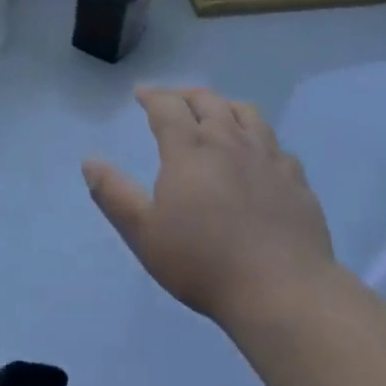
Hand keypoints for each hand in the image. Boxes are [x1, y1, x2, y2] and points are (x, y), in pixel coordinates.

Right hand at [83, 87, 334, 326]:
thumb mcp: (144, 234)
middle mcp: (228, 141)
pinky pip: (275, 143)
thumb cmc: (204, 263)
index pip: (167, 107)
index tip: (141, 94)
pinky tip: (257, 152)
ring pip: (246, 113)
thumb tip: (90, 162)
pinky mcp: (295, 179)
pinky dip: (259, 137)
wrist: (283, 291)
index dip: (152, 96)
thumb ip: (114, 195)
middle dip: (186, 95)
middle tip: (174, 100)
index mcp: (189, 149)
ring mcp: (267, 157)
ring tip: (216, 113)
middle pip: (207, 101)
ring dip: (225, 106)